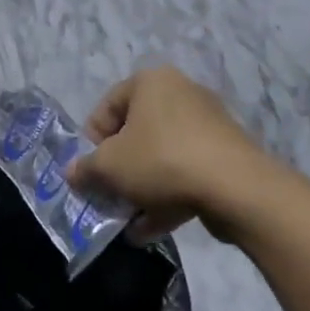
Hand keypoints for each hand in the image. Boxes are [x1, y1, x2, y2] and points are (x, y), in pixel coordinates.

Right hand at [66, 66, 287, 241]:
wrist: (237, 189)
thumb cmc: (161, 161)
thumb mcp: (108, 166)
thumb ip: (84, 168)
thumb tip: (72, 173)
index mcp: (150, 82)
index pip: (105, 108)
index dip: (90, 143)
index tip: (90, 171)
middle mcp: (181, 94)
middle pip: (135, 134)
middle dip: (118, 169)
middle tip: (109, 194)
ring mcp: (208, 124)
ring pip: (160, 156)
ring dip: (141, 188)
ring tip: (129, 219)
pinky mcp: (227, 155)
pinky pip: (186, 172)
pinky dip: (168, 196)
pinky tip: (150, 228)